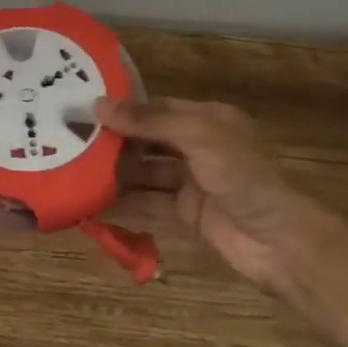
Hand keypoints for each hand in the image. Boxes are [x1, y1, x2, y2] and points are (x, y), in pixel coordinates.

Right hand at [97, 95, 345, 307]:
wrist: (278, 241)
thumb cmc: (242, 177)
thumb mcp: (197, 137)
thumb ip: (149, 120)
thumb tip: (98, 105)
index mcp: (206, 119)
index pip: (155, 107)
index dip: (122, 107)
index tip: (82, 108)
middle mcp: (197, 146)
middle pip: (147, 139)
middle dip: (113, 140)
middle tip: (69, 140)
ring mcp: (191, 181)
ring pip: (144, 171)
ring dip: (114, 172)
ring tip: (73, 170)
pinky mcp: (185, 213)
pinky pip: (148, 202)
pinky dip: (123, 202)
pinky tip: (92, 203)